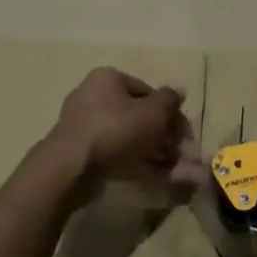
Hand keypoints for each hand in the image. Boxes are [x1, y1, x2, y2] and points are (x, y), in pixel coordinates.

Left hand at [48, 68, 202, 201]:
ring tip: (176, 172)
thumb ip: (170, 100)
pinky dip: (137, 163)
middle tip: (182, 155)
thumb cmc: (116, 129)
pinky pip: (117, 153)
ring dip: (156, 153)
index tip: (185, 134)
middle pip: (139, 116)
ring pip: (130, 137)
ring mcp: (85, 126)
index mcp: (108, 79)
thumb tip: (179, 92)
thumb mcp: (153, 111)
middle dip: (165, 137)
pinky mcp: (82, 153)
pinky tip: (157, 177)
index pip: (148, 91)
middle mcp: (93, 97)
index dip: (171, 113)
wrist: (71, 168)